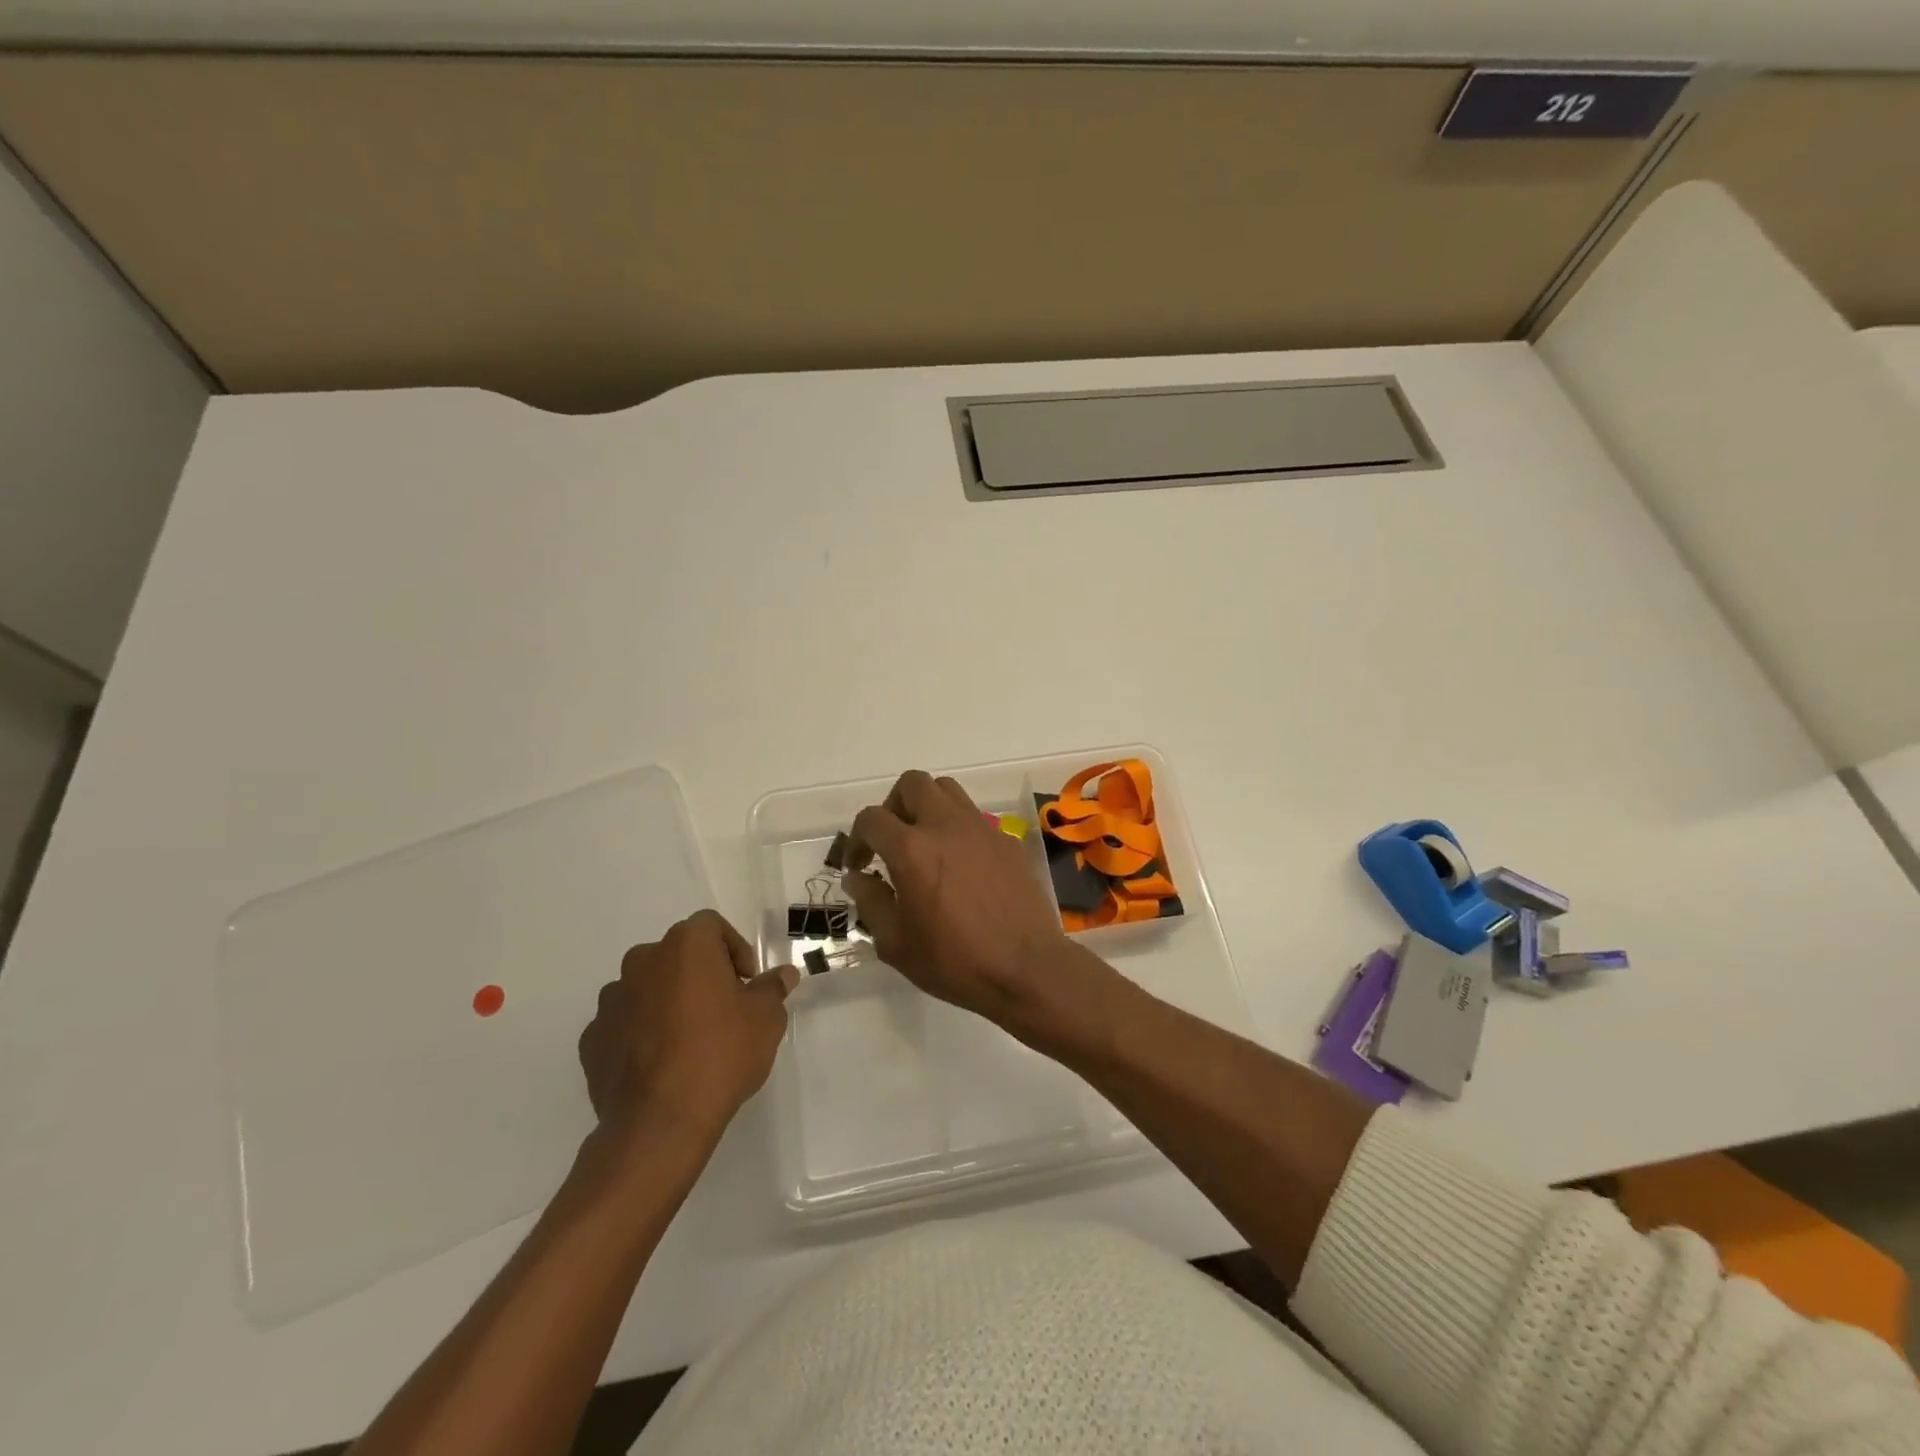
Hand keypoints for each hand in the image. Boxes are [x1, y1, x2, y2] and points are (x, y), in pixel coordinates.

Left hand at [578, 909, 796, 1145]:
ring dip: (667, 1001)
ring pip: (647, 987)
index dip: (734, 949)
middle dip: (699, 974)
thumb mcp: (766, 1019)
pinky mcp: (592, 1039)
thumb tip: (783, 974)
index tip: (746, 983)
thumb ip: (772, 988)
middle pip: (677, 954)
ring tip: (689, 1039)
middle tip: (722, 1009)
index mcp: (685, 946)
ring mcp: (611, 1001)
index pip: (711, 926)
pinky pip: (624, 1023)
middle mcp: (642, 961)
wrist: (660, 1122)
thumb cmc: (721, 1054)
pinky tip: (661, 1063)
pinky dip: (641, 1032)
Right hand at [842, 770, 1084, 1034]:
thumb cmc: (955, 961)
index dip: (857, 839)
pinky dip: (958, 829)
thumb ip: (871, 902)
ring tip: (925, 844)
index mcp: (911, 849)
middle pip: (912, 783)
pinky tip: (962, 866)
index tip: (860, 866)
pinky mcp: (1007, 840)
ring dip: (927, 807)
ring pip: (947, 790)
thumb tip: (858, 877)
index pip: (871, 818)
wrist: (1027, 967)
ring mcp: (981, 828)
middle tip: (892, 841)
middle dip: (893, 806)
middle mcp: (945, 825)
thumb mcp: (896, 944)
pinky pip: (974, 817)